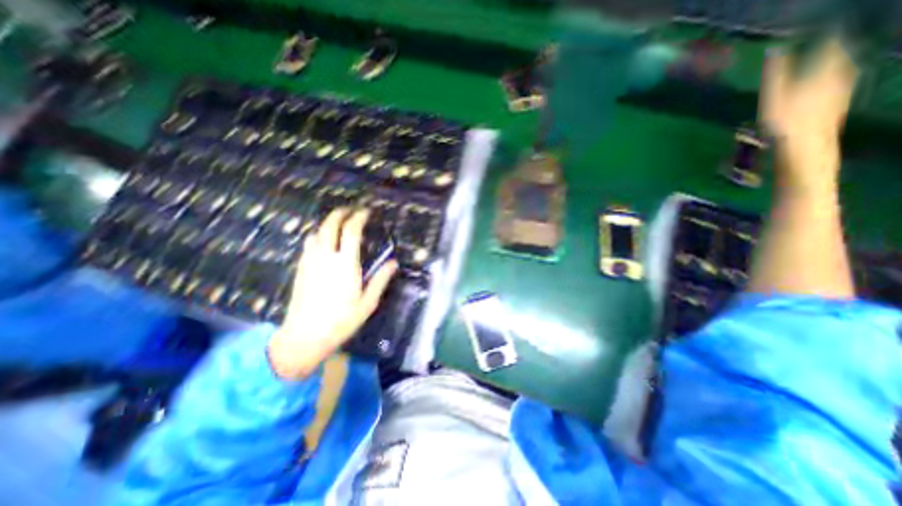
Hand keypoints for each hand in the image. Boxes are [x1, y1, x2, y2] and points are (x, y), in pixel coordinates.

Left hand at [265, 207, 395, 378]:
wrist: (304, 336)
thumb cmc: (341, 321)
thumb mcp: (367, 303)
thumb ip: (380, 280)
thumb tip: (394, 263)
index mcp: (345, 265)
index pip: (351, 231)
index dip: (358, 218)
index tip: (366, 212)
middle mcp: (326, 258)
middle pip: (330, 226)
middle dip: (339, 213)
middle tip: (349, 210)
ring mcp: (310, 262)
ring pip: (316, 233)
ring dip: (327, 224)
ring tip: (338, 224)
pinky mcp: (301, 269)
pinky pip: (308, 244)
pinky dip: (318, 236)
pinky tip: (323, 241)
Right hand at [756, 37, 854, 188]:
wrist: (805, 150)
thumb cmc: (785, 123)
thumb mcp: (773, 97)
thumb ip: (775, 73)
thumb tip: (774, 48)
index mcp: (825, 70)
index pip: (828, 44)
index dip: (821, 35)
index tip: (813, 30)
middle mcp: (839, 76)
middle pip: (838, 57)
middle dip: (829, 49)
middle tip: (821, 44)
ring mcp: (840, 93)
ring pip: (840, 71)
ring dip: (831, 66)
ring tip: (823, 63)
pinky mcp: (835, 108)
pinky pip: (837, 86)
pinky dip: (830, 82)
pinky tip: (825, 87)